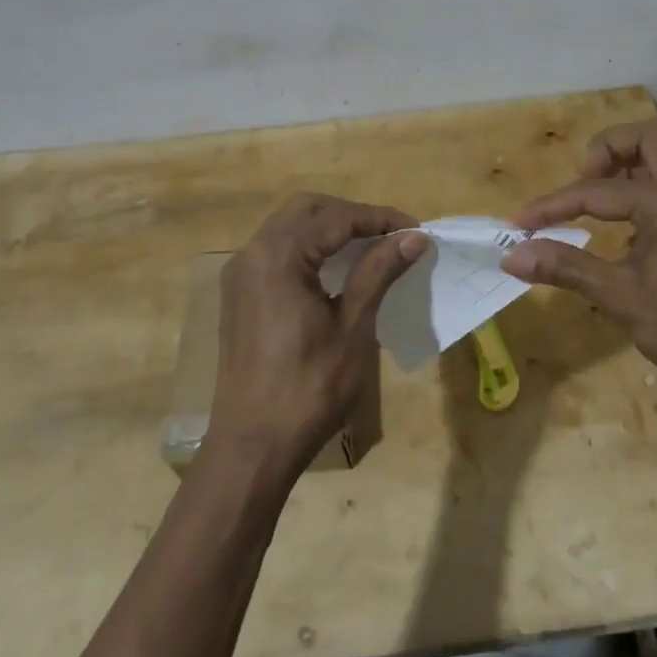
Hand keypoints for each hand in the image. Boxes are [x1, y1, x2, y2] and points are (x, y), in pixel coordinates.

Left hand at [208, 193, 428, 477]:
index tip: (416, 230)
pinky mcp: (239, 294)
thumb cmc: (308, 389)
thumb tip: (413, 236)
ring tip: (370, 247)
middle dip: (352, 215)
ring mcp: (240, 273)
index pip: (336, 217)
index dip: (380, 218)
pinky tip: (335, 269)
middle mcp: (252, 253)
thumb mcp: (352, 328)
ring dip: (330, 228)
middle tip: (391, 235)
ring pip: (289, 226)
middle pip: (307, 209)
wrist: (251, 448)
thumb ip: (378, 272)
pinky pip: (276, 250)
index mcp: (278, 256)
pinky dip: (308, 246)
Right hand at [502, 119, 656, 426]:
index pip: (596, 189)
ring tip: (596, 207)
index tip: (520, 225)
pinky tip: (625, 234)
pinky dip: (642, 191)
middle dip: (605, 152)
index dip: (553, 205)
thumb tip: (511, 257)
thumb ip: (566, 268)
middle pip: (645, 137)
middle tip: (583, 188)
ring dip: (625, 169)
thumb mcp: (621, 297)